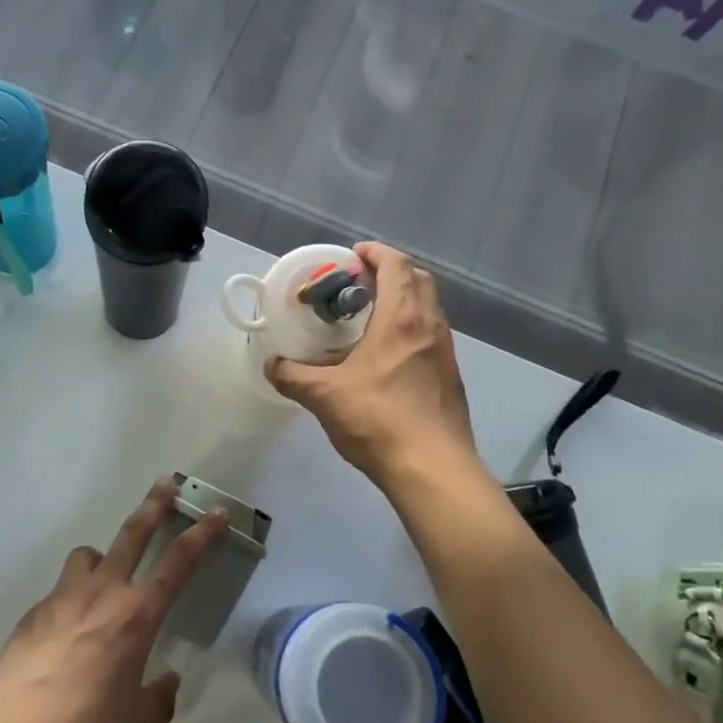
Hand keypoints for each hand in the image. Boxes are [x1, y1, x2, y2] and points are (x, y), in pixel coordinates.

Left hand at [0, 479, 226, 722]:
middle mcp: (102, 593)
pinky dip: (73, 599)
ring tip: (104, 581)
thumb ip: (158, 696)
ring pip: (89, 555)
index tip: (215, 513)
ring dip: (102, 557)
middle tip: (166, 482)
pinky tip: (67, 636)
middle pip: (133, 533)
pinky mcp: (34, 610)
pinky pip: (62, 591)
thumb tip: (168, 683)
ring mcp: (63, 597)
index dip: (200, 535)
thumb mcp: (133, 718)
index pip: (177, 563)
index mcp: (135, 616)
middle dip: (154, 504)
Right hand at [267, 242, 476, 485]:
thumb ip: (293, 376)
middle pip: (419, 280)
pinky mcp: (450, 377)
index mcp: (402, 319)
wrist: (433, 469)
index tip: (353, 255)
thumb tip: (271, 365)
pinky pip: (431, 335)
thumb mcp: (324, 396)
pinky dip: (411, 328)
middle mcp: (430, 327)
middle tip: (359, 283)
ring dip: (404, 300)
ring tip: (370, 316)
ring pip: (429, 308)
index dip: (376, 253)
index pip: (397, 265)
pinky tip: (387, 355)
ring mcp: (446, 353)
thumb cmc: (378, 420)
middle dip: (391, 272)